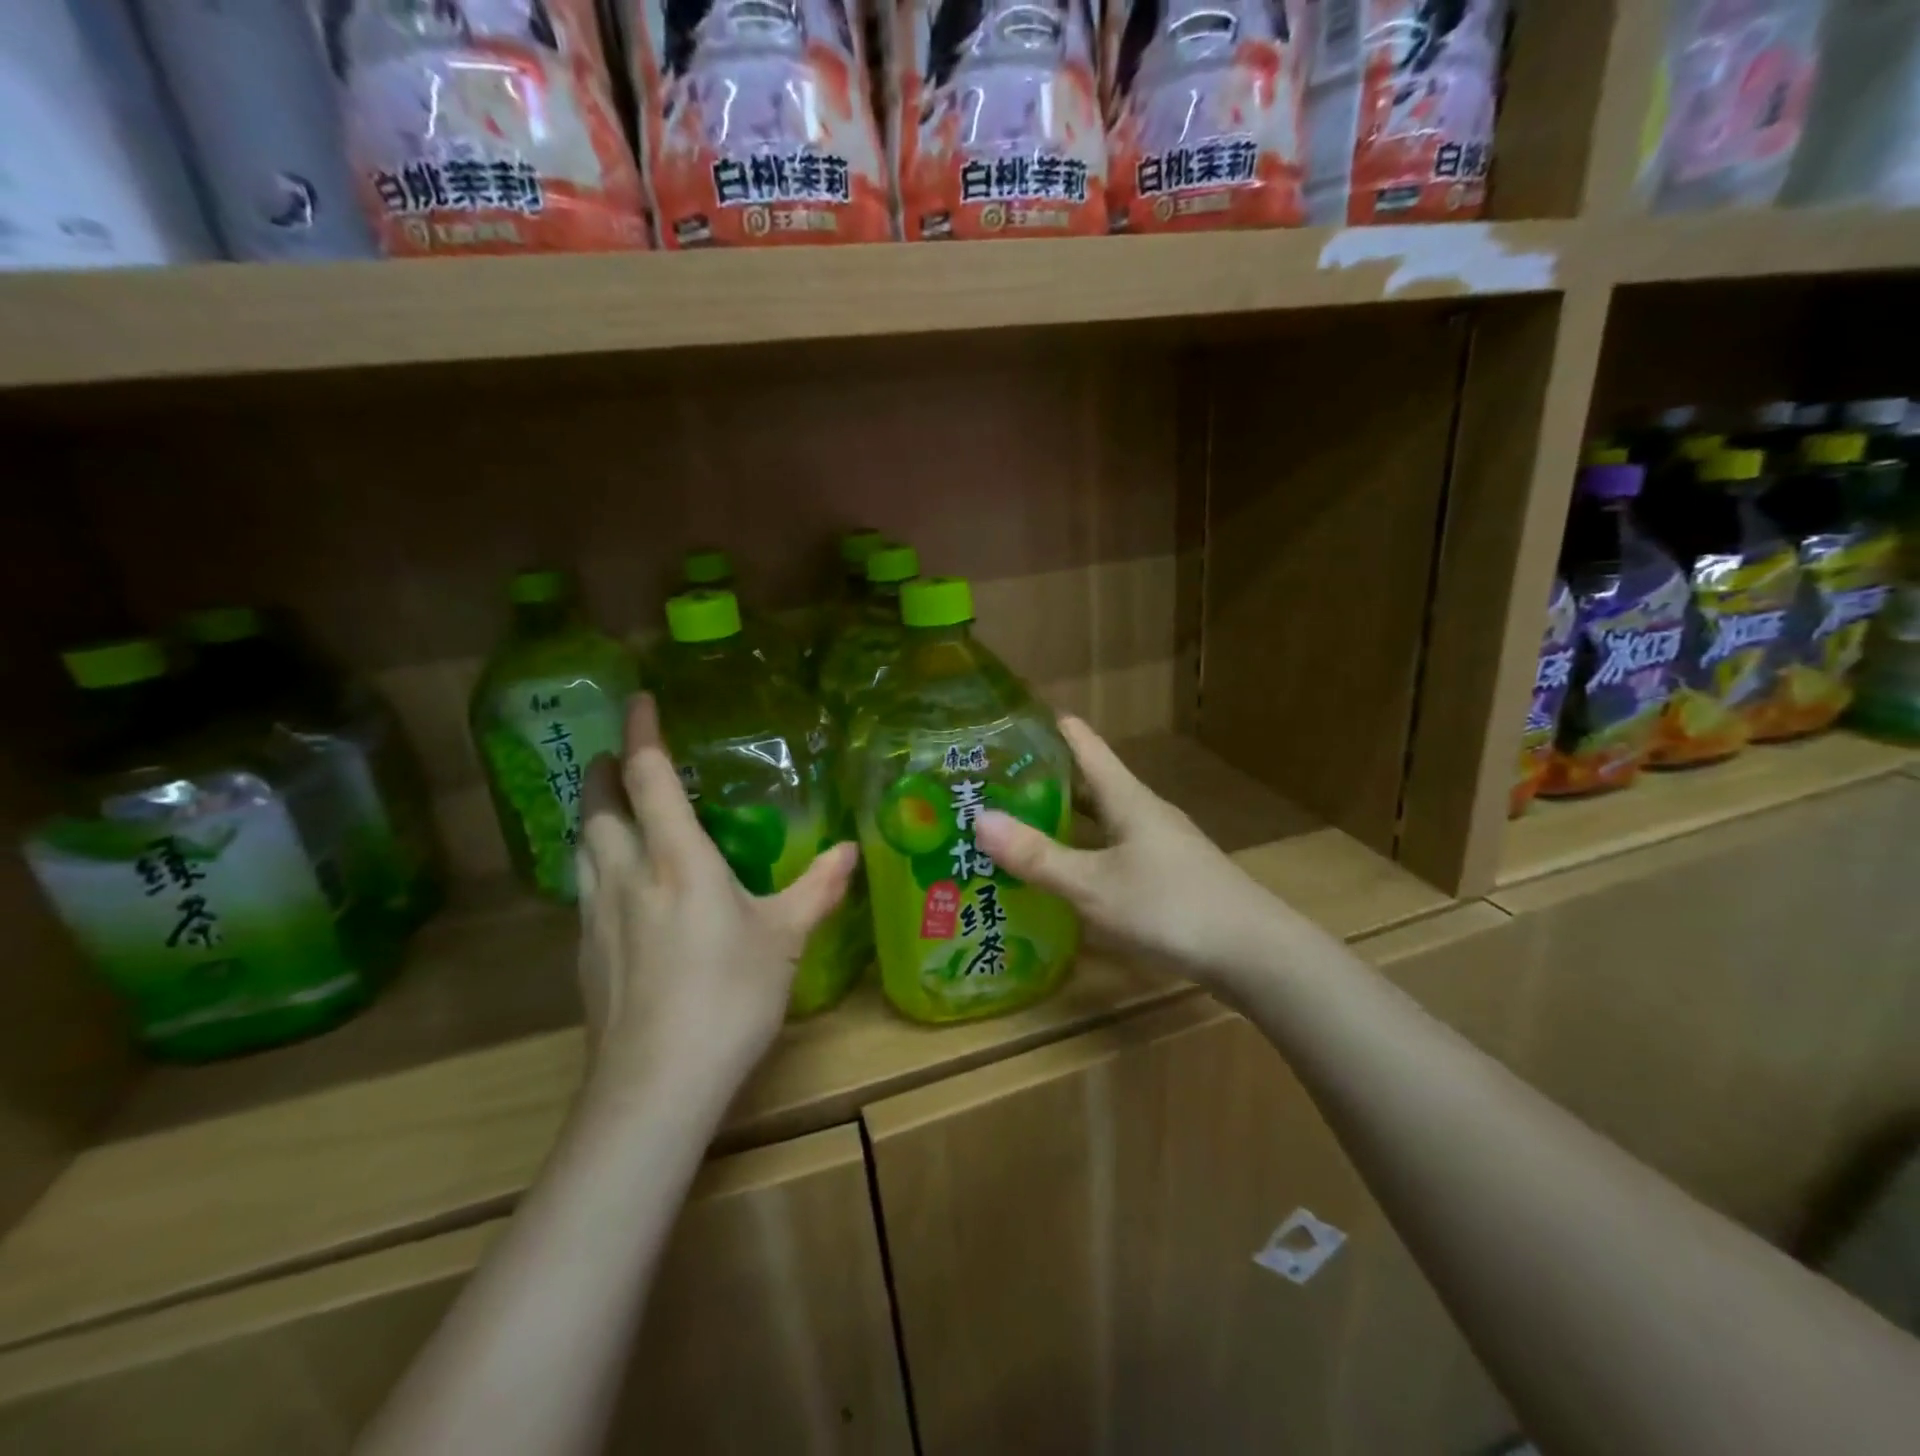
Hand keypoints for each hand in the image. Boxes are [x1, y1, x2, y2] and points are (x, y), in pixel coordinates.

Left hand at [574, 695, 856, 1100]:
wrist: (655, 1085)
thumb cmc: (728, 997)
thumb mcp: (785, 939)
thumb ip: (817, 888)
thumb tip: (849, 850)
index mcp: (676, 858)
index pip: (648, 776)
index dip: (640, 732)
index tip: (637, 699)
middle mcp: (626, 874)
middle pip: (596, 806)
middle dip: (601, 770)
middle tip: (615, 755)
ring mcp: (596, 915)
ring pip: (581, 846)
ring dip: (591, 815)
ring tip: (609, 809)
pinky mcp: (585, 953)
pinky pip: (583, 887)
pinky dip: (594, 864)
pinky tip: (617, 886)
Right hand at [973, 716, 1292, 993]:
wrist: (1254, 954)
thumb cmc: (1170, 907)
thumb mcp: (1093, 885)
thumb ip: (1037, 857)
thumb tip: (979, 819)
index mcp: (1127, 798)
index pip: (1084, 743)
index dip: (1048, 726)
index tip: (1007, 719)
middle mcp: (1143, 812)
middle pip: (1089, 781)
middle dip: (1044, 778)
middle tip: (994, 782)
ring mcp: (1159, 844)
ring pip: (1102, 819)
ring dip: (1064, 817)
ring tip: (1018, 823)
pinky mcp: (1168, 875)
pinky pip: (1114, 849)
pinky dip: (1084, 850)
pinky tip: (1065, 872)